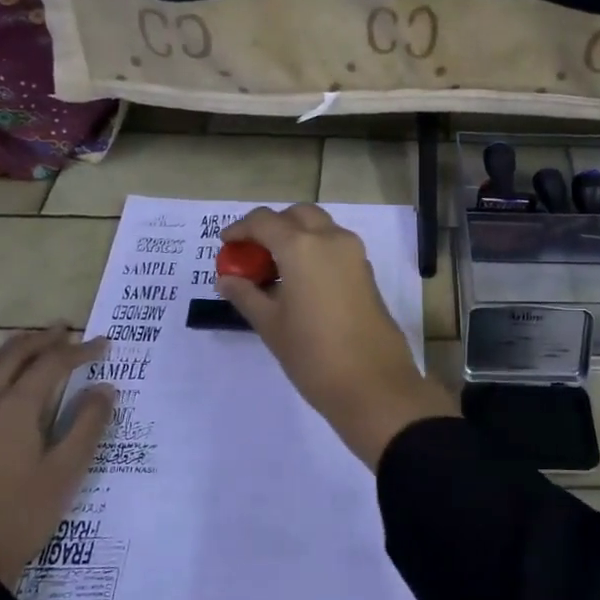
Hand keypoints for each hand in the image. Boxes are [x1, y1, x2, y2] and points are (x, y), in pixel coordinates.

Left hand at [0, 326, 114, 585]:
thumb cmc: (21, 517)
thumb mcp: (66, 472)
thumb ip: (87, 424)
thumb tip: (105, 387)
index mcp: (15, 409)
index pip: (52, 365)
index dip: (80, 351)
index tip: (104, 345)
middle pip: (11, 358)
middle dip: (40, 340)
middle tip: (63, 330)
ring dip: (3, 352)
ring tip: (22, 343)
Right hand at [217, 204, 456, 467]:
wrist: (373, 384)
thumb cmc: (313, 355)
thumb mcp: (270, 325)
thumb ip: (246, 295)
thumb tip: (227, 279)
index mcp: (302, 246)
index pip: (264, 220)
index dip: (241, 229)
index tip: (226, 245)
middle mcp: (331, 239)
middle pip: (297, 215)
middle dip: (273, 226)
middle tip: (253, 254)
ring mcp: (354, 254)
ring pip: (320, 227)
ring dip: (296, 236)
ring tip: (275, 271)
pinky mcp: (366, 272)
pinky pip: (335, 247)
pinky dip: (315, 251)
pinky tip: (301, 283)